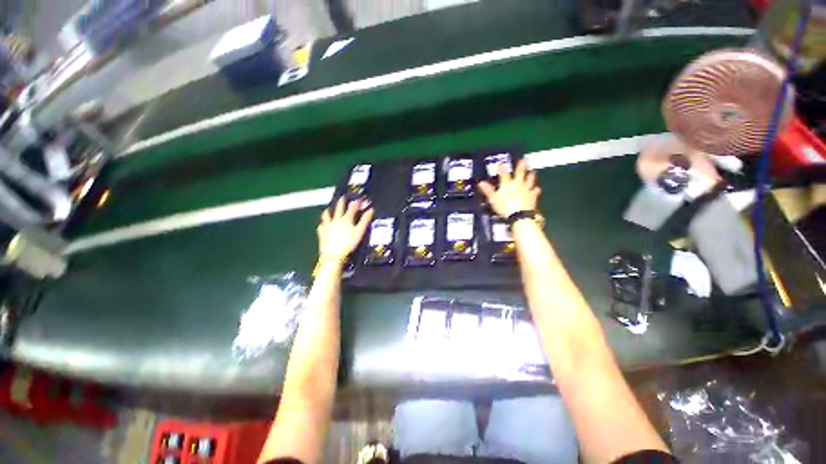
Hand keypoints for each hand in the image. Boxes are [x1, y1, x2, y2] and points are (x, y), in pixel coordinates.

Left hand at [318, 198, 373, 258]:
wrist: (333, 254)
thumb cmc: (349, 243)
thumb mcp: (360, 231)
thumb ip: (365, 220)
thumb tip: (371, 210)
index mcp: (346, 219)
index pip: (352, 208)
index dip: (356, 203)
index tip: (358, 199)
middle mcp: (336, 219)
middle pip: (338, 208)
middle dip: (341, 202)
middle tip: (343, 198)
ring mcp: (327, 225)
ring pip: (326, 215)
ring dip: (328, 211)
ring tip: (329, 209)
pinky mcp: (321, 233)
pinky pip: (321, 226)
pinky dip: (322, 224)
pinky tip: (323, 224)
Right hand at [478, 159, 540, 217]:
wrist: (519, 215)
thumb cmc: (504, 207)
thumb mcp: (493, 199)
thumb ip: (488, 190)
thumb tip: (480, 183)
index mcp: (507, 184)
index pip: (503, 174)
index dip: (502, 168)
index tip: (501, 164)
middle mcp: (517, 184)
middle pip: (520, 173)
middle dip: (521, 166)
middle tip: (524, 159)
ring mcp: (526, 189)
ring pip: (530, 179)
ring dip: (530, 175)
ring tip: (532, 172)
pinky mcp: (533, 196)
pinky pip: (536, 190)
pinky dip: (536, 189)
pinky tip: (537, 189)